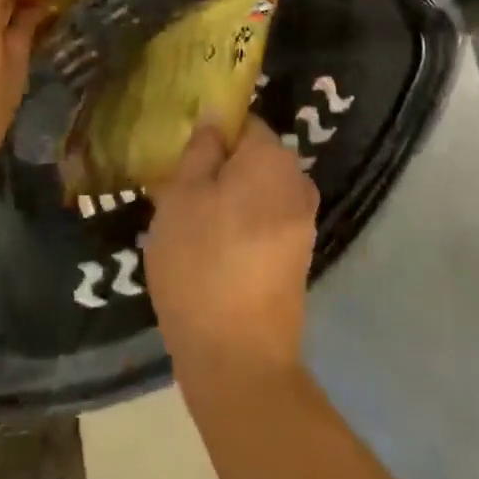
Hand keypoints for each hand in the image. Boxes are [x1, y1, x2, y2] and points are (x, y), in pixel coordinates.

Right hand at [145, 120, 318, 387]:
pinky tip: (209, 254)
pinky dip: (240, 229)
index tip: (180, 159)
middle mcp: (298, 183)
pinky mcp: (298, 260)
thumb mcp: (182, 195)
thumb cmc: (201, 264)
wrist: (239, 361)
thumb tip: (215, 117)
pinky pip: (264, 224)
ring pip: (256, 194)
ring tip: (187, 227)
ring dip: (226, 201)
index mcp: (273, 159)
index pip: (242, 122)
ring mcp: (303, 225)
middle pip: (251, 159)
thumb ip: (201, 149)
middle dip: (217, 170)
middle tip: (175, 194)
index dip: (209, 136)